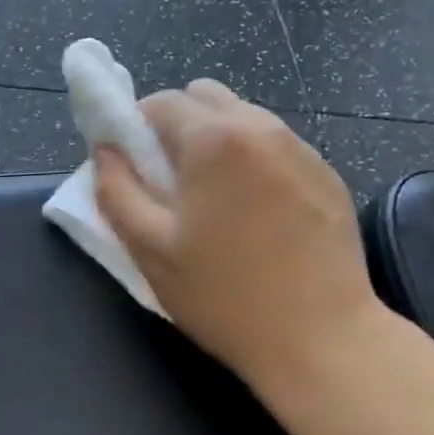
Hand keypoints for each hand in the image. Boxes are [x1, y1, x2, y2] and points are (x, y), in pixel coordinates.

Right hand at [94, 81, 389, 399]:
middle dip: (176, 126)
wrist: (321, 338)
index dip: (134, 128)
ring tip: (214, 200)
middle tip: (169, 181)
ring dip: (216, 142)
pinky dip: (251, 161)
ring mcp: (302, 148)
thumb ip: (116, 190)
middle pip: (204, 96)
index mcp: (214, 139)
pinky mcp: (327, 174)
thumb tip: (106, 151)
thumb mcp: (150, 248)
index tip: (132, 168)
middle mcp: (261, 127)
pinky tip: (255, 214)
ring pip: (242, 118)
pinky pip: (274, 146)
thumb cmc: (223, 295)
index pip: (160, 102)